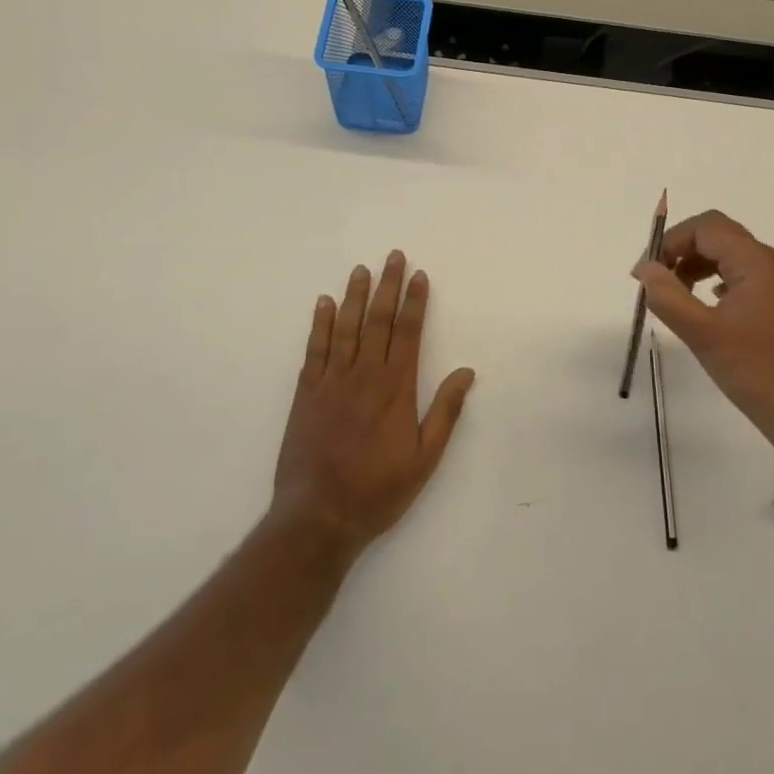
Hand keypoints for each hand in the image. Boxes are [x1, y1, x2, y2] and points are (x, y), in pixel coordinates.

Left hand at [271, 251, 476, 556]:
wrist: (318, 517)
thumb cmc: (378, 490)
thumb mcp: (425, 458)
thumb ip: (445, 411)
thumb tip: (467, 372)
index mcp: (396, 388)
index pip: (408, 333)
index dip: (414, 302)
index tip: (418, 275)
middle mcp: (364, 375)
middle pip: (378, 321)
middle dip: (387, 286)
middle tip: (393, 256)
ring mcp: (332, 381)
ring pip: (346, 328)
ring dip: (355, 296)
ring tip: (361, 269)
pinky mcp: (306, 393)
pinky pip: (315, 349)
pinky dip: (320, 324)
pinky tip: (324, 303)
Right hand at [634, 211, 773, 467]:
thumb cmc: (757, 371)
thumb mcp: (703, 334)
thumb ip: (668, 297)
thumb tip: (644, 268)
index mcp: (754, 262)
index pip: (705, 227)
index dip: (670, 241)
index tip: (644, 273)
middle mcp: (768, 264)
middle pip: (716, 235)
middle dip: (681, 249)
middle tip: (654, 279)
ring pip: (727, 256)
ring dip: (695, 265)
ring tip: (672, 294)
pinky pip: (738, 277)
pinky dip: (712, 281)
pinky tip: (702, 306)